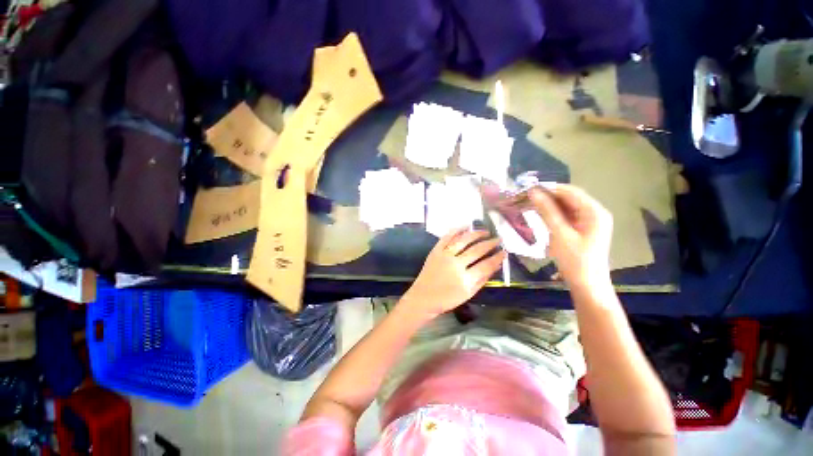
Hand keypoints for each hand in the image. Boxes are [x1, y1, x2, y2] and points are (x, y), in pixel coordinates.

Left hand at [403, 228, 505, 317]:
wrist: (423, 297)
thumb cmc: (447, 299)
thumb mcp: (468, 294)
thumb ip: (482, 280)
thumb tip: (495, 265)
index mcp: (465, 279)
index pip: (486, 265)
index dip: (497, 257)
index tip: (505, 252)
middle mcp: (456, 264)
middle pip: (477, 250)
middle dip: (490, 243)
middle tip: (498, 239)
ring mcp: (444, 255)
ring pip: (463, 240)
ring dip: (476, 234)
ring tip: (486, 231)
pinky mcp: (436, 251)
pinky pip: (447, 237)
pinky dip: (456, 230)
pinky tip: (465, 226)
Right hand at [529, 184, 612, 288]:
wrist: (586, 284)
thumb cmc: (575, 260)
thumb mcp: (560, 234)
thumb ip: (547, 211)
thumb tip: (533, 192)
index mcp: (594, 212)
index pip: (570, 192)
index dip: (549, 188)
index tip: (528, 189)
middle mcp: (594, 212)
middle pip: (569, 197)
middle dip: (547, 196)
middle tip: (525, 197)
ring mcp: (588, 220)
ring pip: (565, 206)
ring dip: (548, 204)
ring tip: (528, 204)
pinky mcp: (581, 228)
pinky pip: (565, 215)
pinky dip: (552, 213)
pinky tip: (539, 213)